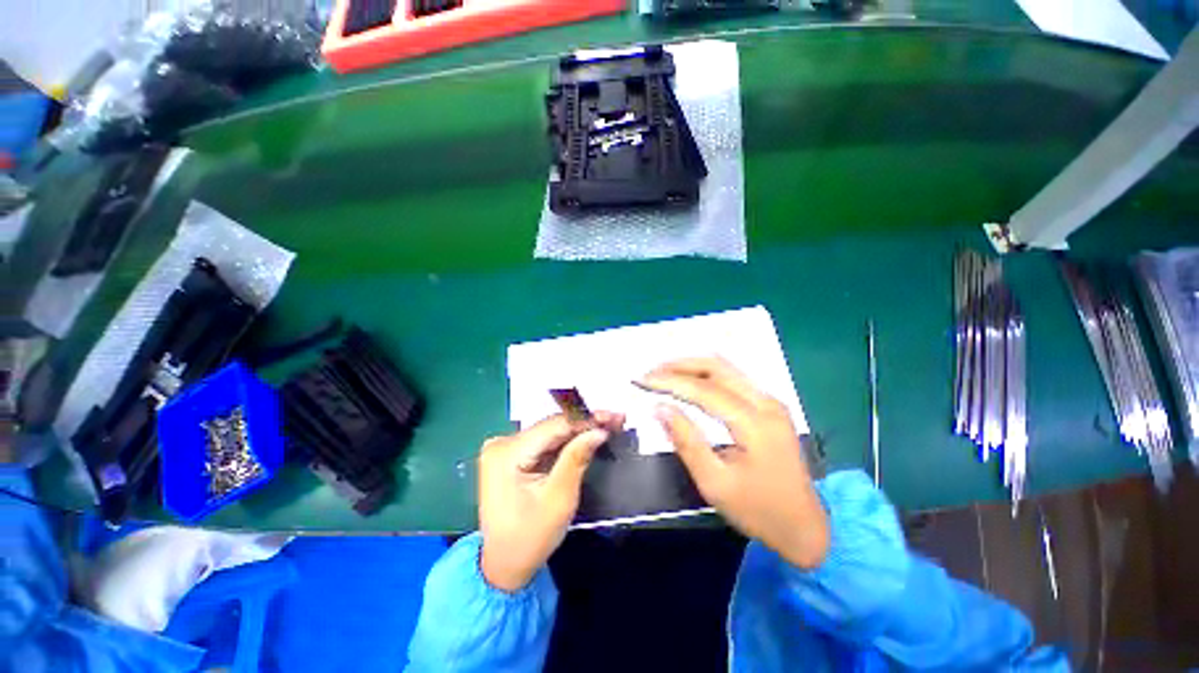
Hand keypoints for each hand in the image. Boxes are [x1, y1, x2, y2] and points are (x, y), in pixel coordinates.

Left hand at [478, 411, 624, 591]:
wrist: (503, 566)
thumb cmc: (530, 538)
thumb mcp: (559, 499)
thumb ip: (577, 458)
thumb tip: (599, 430)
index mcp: (506, 453)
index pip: (554, 426)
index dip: (587, 419)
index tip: (615, 416)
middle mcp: (501, 443)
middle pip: (552, 427)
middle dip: (586, 424)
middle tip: (617, 419)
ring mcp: (504, 448)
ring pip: (550, 433)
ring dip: (579, 430)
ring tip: (608, 425)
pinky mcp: (511, 454)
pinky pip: (544, 442)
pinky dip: (567, 441)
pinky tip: (587, 436)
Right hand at [640, 357, 829, 568]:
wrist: (806, 527)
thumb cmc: (758, 510)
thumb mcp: (715, 483)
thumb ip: (686, 441)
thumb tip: (660, 408)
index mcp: (755, 423)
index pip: (704, 389)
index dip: (669, 381)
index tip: (642, 379)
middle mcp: (766, 403)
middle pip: (717, 367)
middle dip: (680, 365)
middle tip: (651, 372)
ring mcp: (771, 402)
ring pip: (726, 368)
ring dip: (692, 366)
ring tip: (664, 374)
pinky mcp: (770, 406)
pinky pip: (733, 378)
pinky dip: (706, 375)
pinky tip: (689, 381)